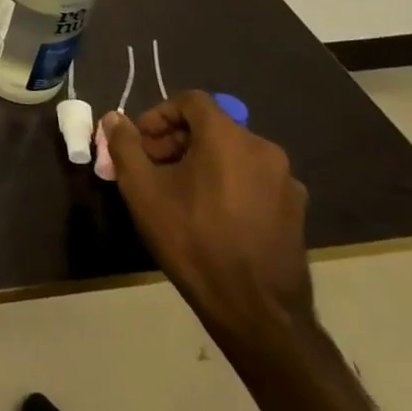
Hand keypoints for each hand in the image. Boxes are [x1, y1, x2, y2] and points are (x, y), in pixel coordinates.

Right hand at [101, 91, 313, 355]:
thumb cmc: (192, 238)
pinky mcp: (296, 212)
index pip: (191, 101)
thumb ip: (124, 145)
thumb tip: (115, 119)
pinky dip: (226, 183)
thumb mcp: (141, 189)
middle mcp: (265, 151)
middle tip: (152, 167)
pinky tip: (209, 215)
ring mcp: (287, 183)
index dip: (159, 114)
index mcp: (229, 138)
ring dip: (200, 162)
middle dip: (176, 140)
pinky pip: (253, 180)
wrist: (255, 309)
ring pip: (233, 154)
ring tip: (177, 193)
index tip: (140, 141)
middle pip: (213, 127)